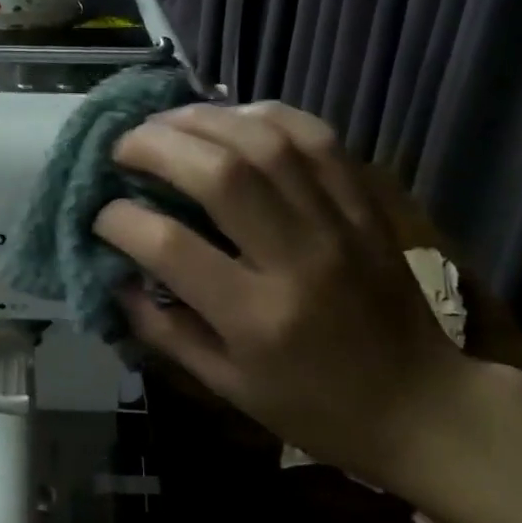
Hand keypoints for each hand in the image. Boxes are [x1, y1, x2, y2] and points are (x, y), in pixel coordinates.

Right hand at [95, 102, 489, 486]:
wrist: (421, 405)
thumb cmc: (313, 407)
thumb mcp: (227, 386)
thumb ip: (163, 330)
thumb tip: (114, 276)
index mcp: (256, 317)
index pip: (170, 246)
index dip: (120, 220)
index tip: (100, 215)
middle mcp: (298, 259)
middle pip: (220, 173)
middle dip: (156, 146)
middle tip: (122, 147)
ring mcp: (338, 224)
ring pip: (266, 141)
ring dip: (203, 120)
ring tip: (165, 123)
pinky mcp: (364, 206)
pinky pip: (315, 137)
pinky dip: (265, 114)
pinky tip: (231, 117)